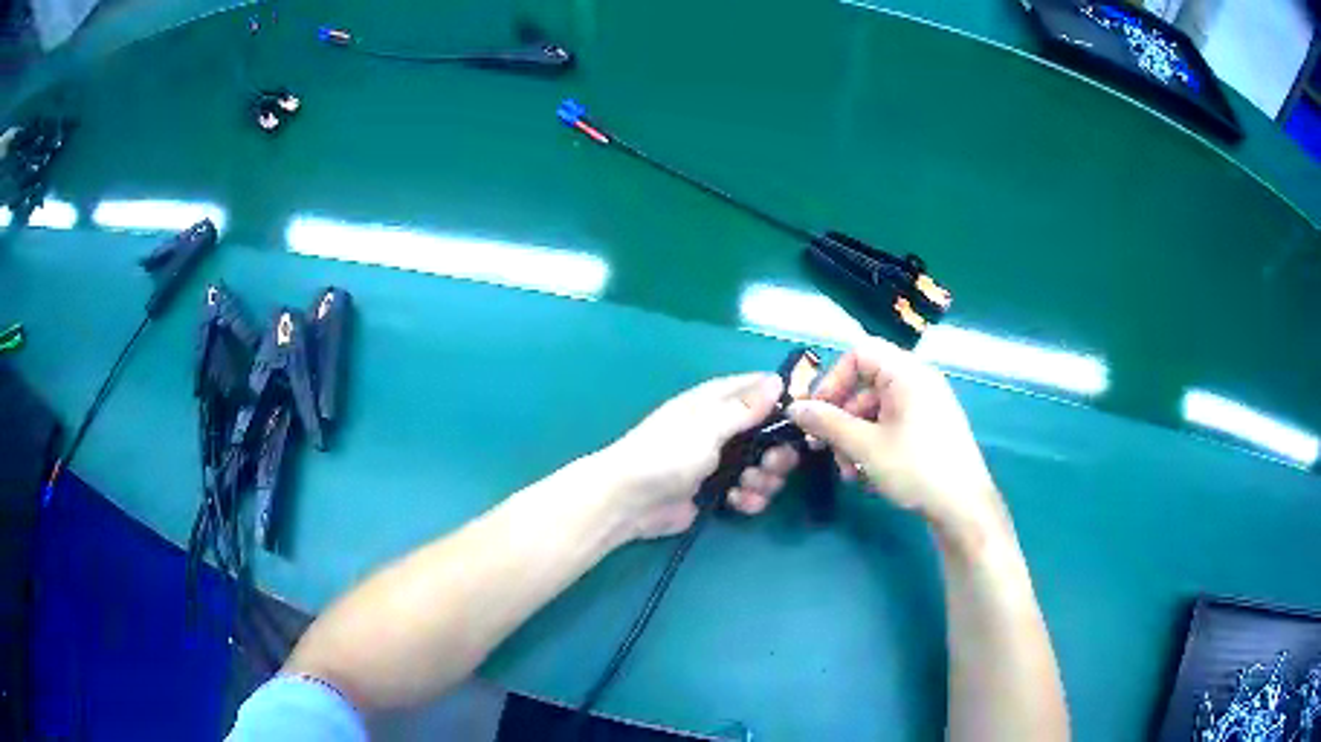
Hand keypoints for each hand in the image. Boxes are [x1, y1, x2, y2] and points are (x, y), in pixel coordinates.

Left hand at [600, 373, 800, 540]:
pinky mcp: (719, 490)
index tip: (805, 419)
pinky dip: (750, 498)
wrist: (631, 501)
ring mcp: (722, 461)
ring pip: (764, 466)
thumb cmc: (666, 454)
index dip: (784, 401)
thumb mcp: (707, 426)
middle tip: (770, 465)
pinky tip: (737, 503)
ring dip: (764, 480)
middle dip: (777, 453)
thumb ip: (745, 407)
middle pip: (770, 434)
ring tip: (747, 488)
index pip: (760, 389)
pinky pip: (750, 491)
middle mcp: (724, 428)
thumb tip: (778, 380)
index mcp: (717, 402)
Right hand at [787, 337, 1005, 546]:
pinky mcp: (929, 429)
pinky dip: (873, 443)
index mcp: (907, 373)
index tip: (816, 412)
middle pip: (865, 385)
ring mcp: (926, 405)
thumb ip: (828, 423)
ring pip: (876, 410)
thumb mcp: (865, 447)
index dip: (832, 380)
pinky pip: (892, 424)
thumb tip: (794, 407)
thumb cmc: (916, 468)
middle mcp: (918, 381)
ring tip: (848, 472)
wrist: (964, 507)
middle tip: (824, 448)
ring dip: (854, 437)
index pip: (859, 354)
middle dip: (841, 418)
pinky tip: (866, 474)